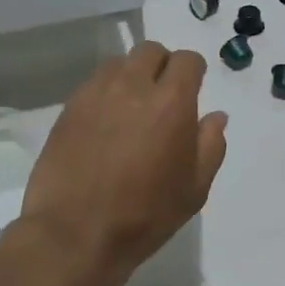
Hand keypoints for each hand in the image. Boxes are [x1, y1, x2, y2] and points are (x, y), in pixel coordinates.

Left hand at [21, 42, 226, 272]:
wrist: (75, 234)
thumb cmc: (145, 215)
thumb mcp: (195, 189)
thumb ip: (211, 145)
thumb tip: (215, 116)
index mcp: (171, 102)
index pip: (187, 60)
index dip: (193, 72)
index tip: (193, 90)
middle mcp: (133, 86)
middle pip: (150, 51)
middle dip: (162, 66)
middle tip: (163, 96)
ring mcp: (96, 94)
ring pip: (119, 63)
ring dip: (132, 76)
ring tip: (132, 108)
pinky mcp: (69, 108)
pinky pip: (93, 84)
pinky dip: (106, 93)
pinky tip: (106, 124)